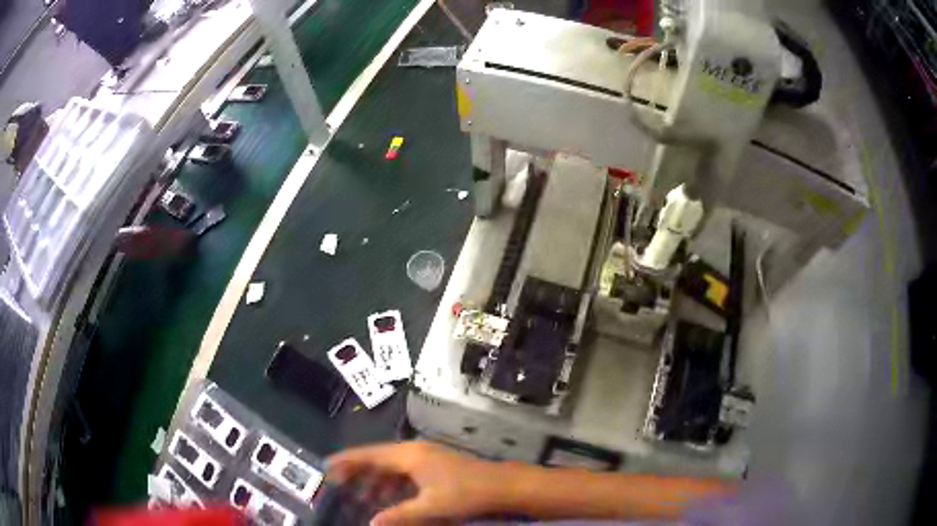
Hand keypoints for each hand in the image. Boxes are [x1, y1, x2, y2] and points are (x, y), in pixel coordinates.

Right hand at [326, 441, 502, 524]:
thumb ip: (399, 515)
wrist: (502, 485)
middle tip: (339, 485)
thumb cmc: (465, 494)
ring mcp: (425, 456)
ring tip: (362, 498)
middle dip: (358, 472)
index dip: (347, 460)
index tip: (327, 466)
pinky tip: (389, 498)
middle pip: (377, 458)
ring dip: (376, 480)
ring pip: (391, 466)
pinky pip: (404, 471)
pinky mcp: (434, 464)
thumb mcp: (430, 507)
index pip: (369, 455)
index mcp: (409, 456)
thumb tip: (371, 523)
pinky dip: (392, 483)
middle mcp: (414, 451)